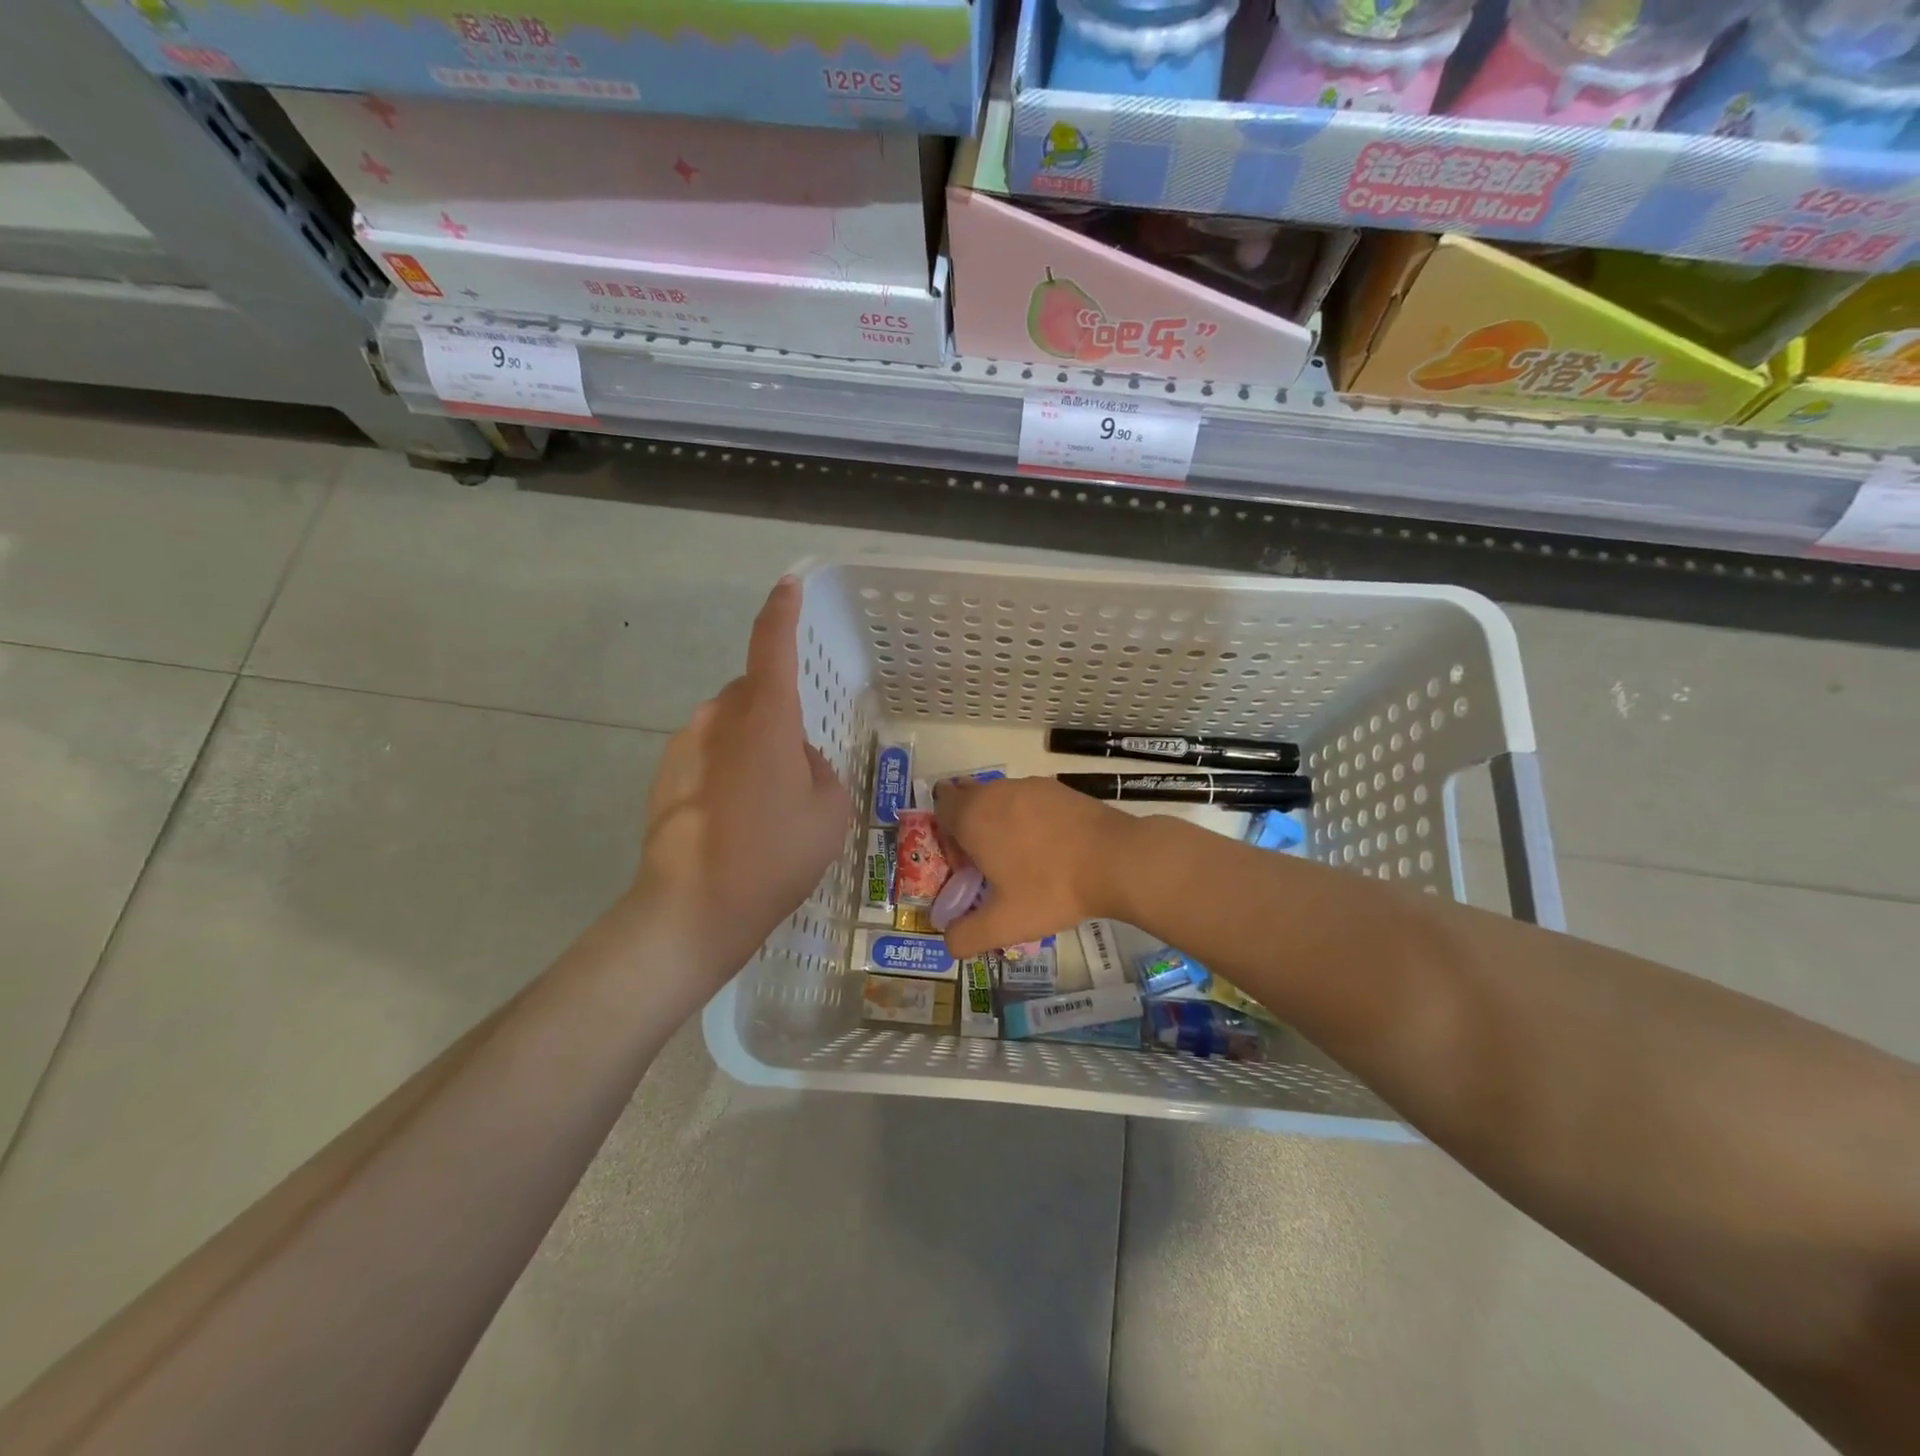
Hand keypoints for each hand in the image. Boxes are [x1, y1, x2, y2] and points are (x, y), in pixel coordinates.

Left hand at [633, 577, 852, 985]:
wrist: (693, 909)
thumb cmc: (774, 856)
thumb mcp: (830, 811)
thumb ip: (818, 768)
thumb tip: (796, 759)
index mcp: (764, 719)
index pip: (772, 647)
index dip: (781, 613)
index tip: (787, 586)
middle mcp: (718, 718)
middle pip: (752, 693)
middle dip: (775, 714)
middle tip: (797, 767)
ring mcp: (684, 746)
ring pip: (729, 726)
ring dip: (751, 746)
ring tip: (766, 804)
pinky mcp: (665, 775)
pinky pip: (708, 754)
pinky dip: (727, 770)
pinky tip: (736, 819)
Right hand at [933, 776, 1131, 956]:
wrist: (1116, 859)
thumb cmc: (1051, 889)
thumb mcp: (1004, 924)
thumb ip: (967, 936)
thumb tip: (949, 941)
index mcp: (974, 816)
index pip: (941, 807)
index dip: (946, 836)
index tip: (967, 865)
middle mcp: (996, 791)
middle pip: (969, 800)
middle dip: (971, 829)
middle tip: (992, 867)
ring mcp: (1030, 785)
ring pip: (1000, 799)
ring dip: (1001, 824)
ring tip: (1025, 861)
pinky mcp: (1058, 787)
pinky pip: (1029, 799)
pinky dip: (1030, 818)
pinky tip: (1052, 849)